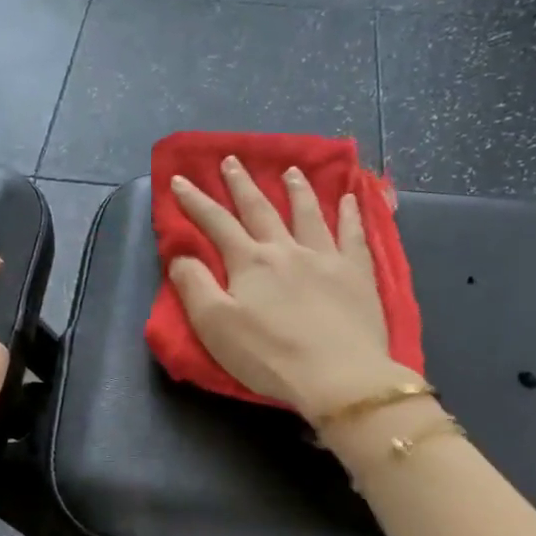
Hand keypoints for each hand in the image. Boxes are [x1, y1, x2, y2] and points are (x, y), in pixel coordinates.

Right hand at [169, 157, 412, 421]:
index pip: (216, 223)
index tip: (179, 179)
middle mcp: (286, 249)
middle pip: (260, 209)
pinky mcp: (357, 274)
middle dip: (241, 184)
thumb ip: (194, 286)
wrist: (337, 376)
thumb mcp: (215, 326)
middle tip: (231, 160)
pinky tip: (351, 198)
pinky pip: (353, 234)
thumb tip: (181, 255)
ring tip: (290, 170)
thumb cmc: (268, 356)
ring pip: (308, 213)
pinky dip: (351, 213)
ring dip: (296, 190)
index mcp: (249, 262)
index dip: (195, 201)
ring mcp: (325, 258)